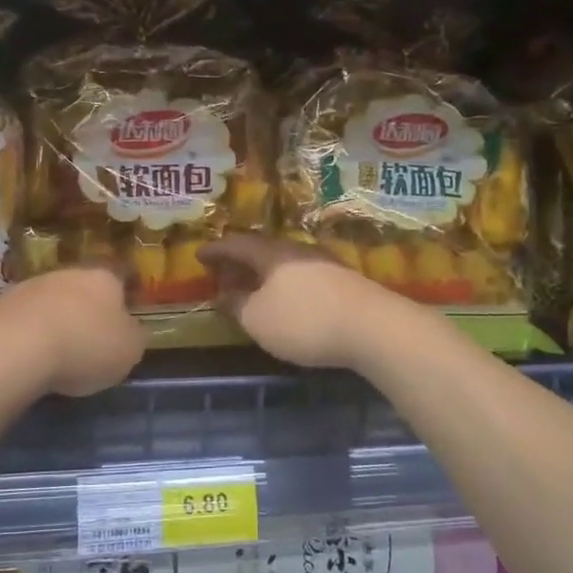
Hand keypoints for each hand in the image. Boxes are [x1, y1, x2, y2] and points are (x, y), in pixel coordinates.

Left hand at [0, 265, 147, 397]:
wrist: (15, 348)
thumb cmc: (85, 346)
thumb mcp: (129, 351)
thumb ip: (135, 337)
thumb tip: (133, 330)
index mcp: (105, 278)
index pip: (122, 277)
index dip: (126, 296)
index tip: (128, 316)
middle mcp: (69, 272)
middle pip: (84, 287)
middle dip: (88, 309)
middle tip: (92, 338)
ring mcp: (32, 285)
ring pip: (52, 300)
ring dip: (57, 319)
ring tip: (59, 351)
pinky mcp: (1, 304)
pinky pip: (25, 318)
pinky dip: (30, 333)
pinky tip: (30, 356)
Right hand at [198, 234, 405, 369]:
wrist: (373, 327)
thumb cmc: (305, 321)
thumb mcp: (259, 320)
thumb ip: (237, 306)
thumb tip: (222, 295)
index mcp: (271, 254)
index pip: (236, 245)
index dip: (216, 250)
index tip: (199, 255)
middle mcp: (296, 250)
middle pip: (262, 250)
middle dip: (240, 262)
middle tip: (223, 273)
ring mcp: (323, 263)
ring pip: (284, 263)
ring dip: (264, 273)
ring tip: (252, 287)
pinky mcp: (343, 281)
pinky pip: (302, 275)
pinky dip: (285, 283)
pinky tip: (286, 298)